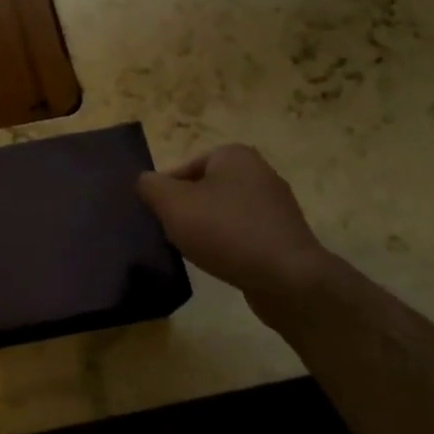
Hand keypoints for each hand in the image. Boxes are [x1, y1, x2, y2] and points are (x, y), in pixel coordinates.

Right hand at [137, 145, 338, 326]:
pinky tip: (220, 263)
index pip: (184, 168)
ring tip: (194, 251)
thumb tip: (145, 181)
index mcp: (234, 155)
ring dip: (206, 229)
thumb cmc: (226, 231)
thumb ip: (150, 186)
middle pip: (204, 189)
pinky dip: (228, 245)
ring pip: (224, 213)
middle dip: (186, 211)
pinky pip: (244, 234)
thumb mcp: (173, 204)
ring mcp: (276, 205)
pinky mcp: (284, 235)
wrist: (288, 278)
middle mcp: (259, 172)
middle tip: (171, 234)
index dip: (165, 193)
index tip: (156, 218)